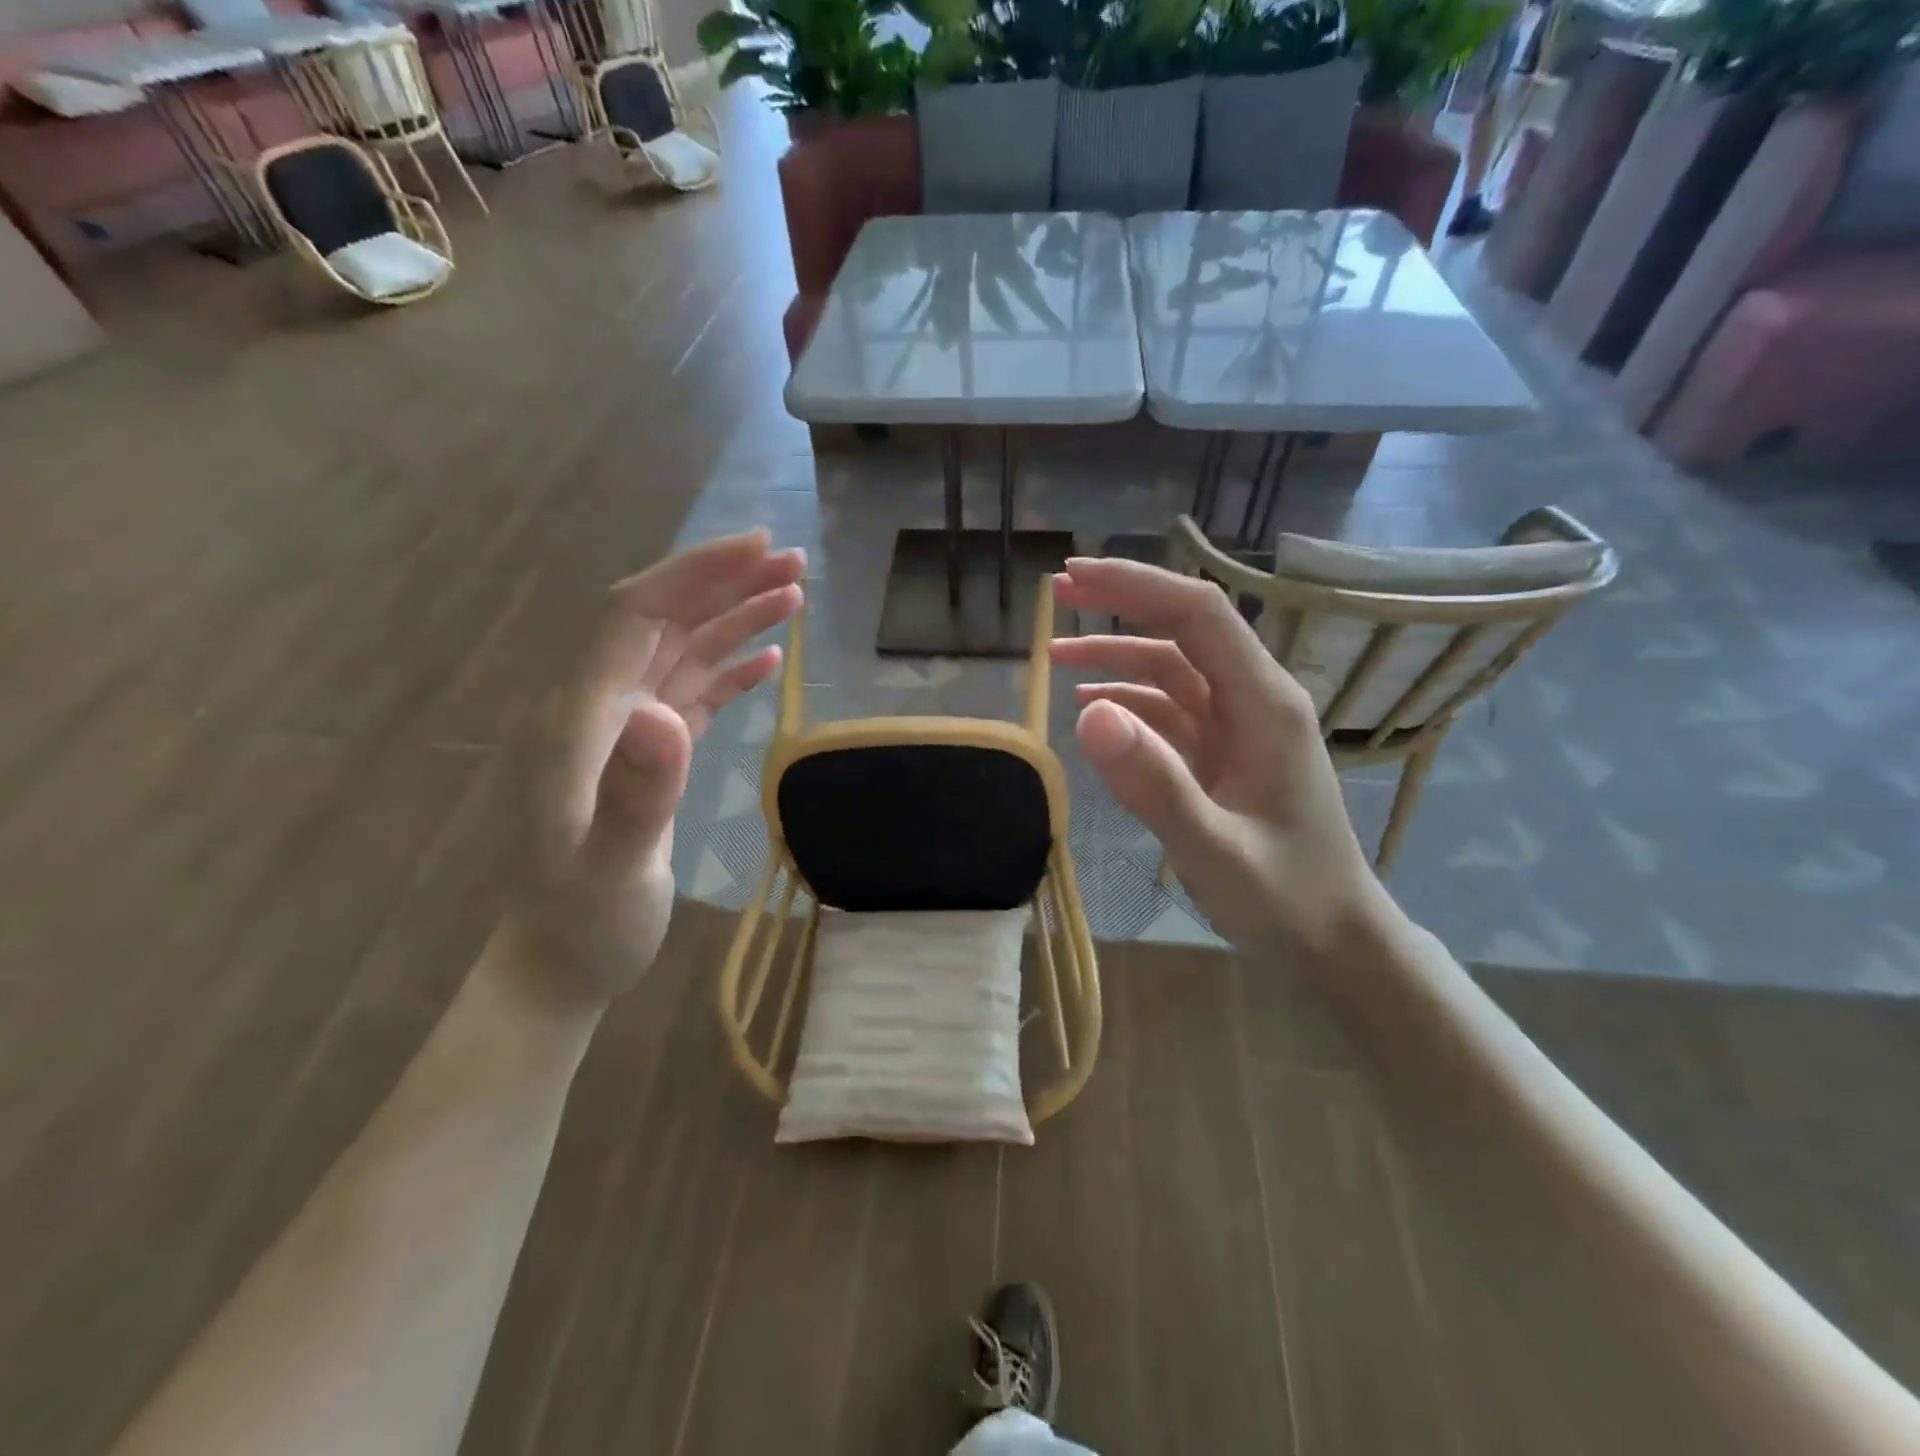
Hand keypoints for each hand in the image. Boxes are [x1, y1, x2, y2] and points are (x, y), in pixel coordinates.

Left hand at [515, 530, 804, 1004]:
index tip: (757, 547)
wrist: (560, 963)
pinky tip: (767, 659)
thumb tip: (663, 713)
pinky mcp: (652, 756)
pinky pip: (693, 694)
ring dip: (735, 619)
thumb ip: (636, 791)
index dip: (694, 574)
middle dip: (725, 583)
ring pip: (684, 653)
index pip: (636, 616)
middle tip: (795, 560)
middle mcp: (602, 710)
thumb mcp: (609, 867)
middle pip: (664, 622)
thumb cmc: (583, 922)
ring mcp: (627, 733)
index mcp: (583, 719)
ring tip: (794, 594)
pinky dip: (731, 670)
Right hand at [1050, 557, 1392, 955]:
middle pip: (1184, 630)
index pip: (1198, 616)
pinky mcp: (1224, 754)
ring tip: (1056, 653)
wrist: (1334, 941)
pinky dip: (1129, 701)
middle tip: (1058, 592)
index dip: (1136, 586)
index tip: (1076, 577)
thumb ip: (1154, 783)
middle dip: (1123, 604)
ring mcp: (1239, 727)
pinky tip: (1091, 708)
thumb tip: (1087, 711)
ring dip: (1116, 656)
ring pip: (1172, 669)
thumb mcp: (1214, 850)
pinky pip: (1171, 711)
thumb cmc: (1286, 897)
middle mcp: (1254, 701)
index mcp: (1264, 704)